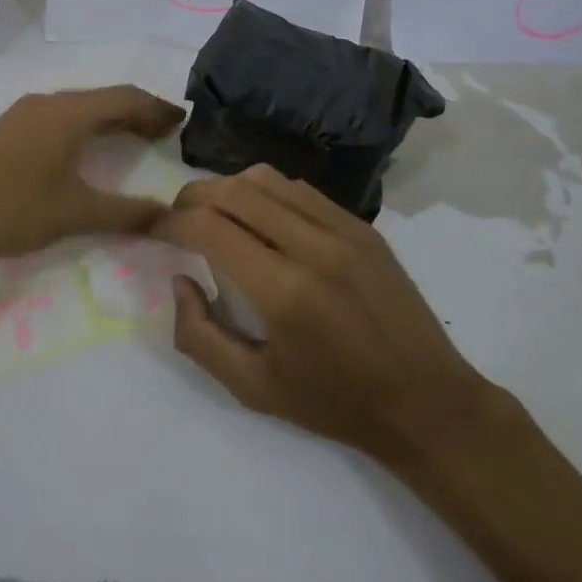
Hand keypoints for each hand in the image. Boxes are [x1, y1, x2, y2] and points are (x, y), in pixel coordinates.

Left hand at [0, 86, 184, 266]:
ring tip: (135, 137)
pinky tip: (88, 146)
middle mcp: (49, 102)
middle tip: (166, 131)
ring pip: (81, 105)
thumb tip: (169, 216)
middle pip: (104, 98)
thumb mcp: (76, 214)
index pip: (125, 98)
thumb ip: (126, 213)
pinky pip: (61, 115)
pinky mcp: (10, 127)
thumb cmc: (13, 210)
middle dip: (138, 111)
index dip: (157, 108)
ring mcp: (25, 112)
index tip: (183, 120)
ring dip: (111, 117)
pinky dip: (86, 124)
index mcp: (69, 113)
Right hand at [154, 165, 496, 468]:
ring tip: (213, 213)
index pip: (210, 227)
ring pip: (266, 179)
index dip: (171, 223)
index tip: (154, 231)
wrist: (426, 401)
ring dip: (228, 188)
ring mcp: (343, 229)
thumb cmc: (335, 403)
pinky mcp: (361, 226)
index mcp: (285, 291)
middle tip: (176, 219)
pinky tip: (259, 218)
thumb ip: (200, 336)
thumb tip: (180, 281)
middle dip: (191, 197)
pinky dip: (266, 192)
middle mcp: (313, 246)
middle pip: (234, 190)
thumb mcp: (253, 389)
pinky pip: (299, 189)